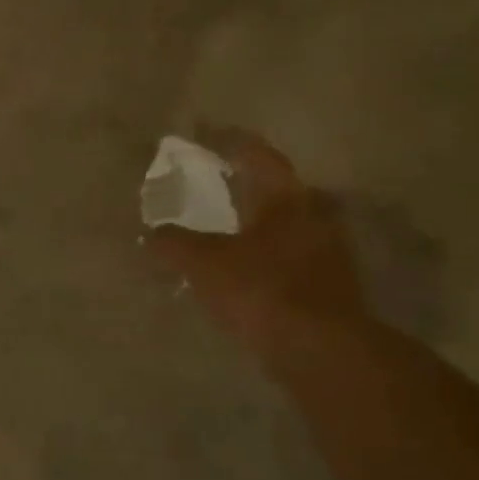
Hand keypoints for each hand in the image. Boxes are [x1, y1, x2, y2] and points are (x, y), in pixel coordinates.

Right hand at [146, 127, 366, 359]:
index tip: (206, 131)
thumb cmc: (261, 289)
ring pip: (286, 224)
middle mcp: (314, 216)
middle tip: (215, 181)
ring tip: (224, 227)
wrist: (320, 348)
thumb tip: (151, 233)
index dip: (230, 141)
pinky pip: (289, 256)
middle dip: (246, 183)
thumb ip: (174, 243)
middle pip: (277, 189)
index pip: (258, 156)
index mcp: (286, 199)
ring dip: (256, 221)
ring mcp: (327, 252)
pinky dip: (264, 253)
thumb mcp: (203, 263)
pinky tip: (243, 268)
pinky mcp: (327, 284)